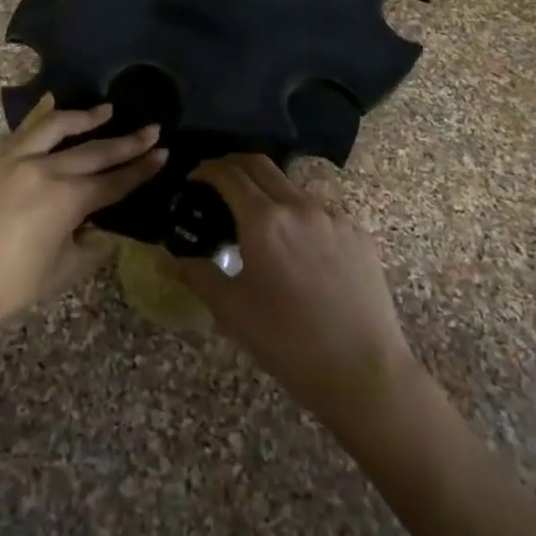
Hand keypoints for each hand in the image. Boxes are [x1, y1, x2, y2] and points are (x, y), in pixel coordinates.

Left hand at [0, 96, 165, 331]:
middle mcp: (46, 170)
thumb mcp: (61, 270)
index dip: (141, 169)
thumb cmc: (9, 286)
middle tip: (152, 129)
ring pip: (58, 127)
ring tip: (106, 110)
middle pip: (95, 151)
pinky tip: (52, 104)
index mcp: (68, 200)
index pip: (115, 181)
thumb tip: (96, 227)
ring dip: (85, 117)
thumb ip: (86, 244)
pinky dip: (41, 116)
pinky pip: (23, 131)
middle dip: (127, 142)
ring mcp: (16, 160)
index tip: (162, 152)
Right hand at [178, 155, 416, 424]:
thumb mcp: (232, 310)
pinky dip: (298, 213)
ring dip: (267, 189)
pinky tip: (296, 243)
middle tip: (217, 181)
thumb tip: (172, 259)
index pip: (229, 174)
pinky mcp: (358, 233)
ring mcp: (334, 216)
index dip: (207, 170)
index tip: (194, 177)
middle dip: (233, 165)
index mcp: (264, 220)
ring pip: (292, 186)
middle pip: (260, 165)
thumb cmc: (288, 341)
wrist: (363, 370)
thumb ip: (199, 276)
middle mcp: (299, 206)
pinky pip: (320, 210)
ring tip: (257, 217)